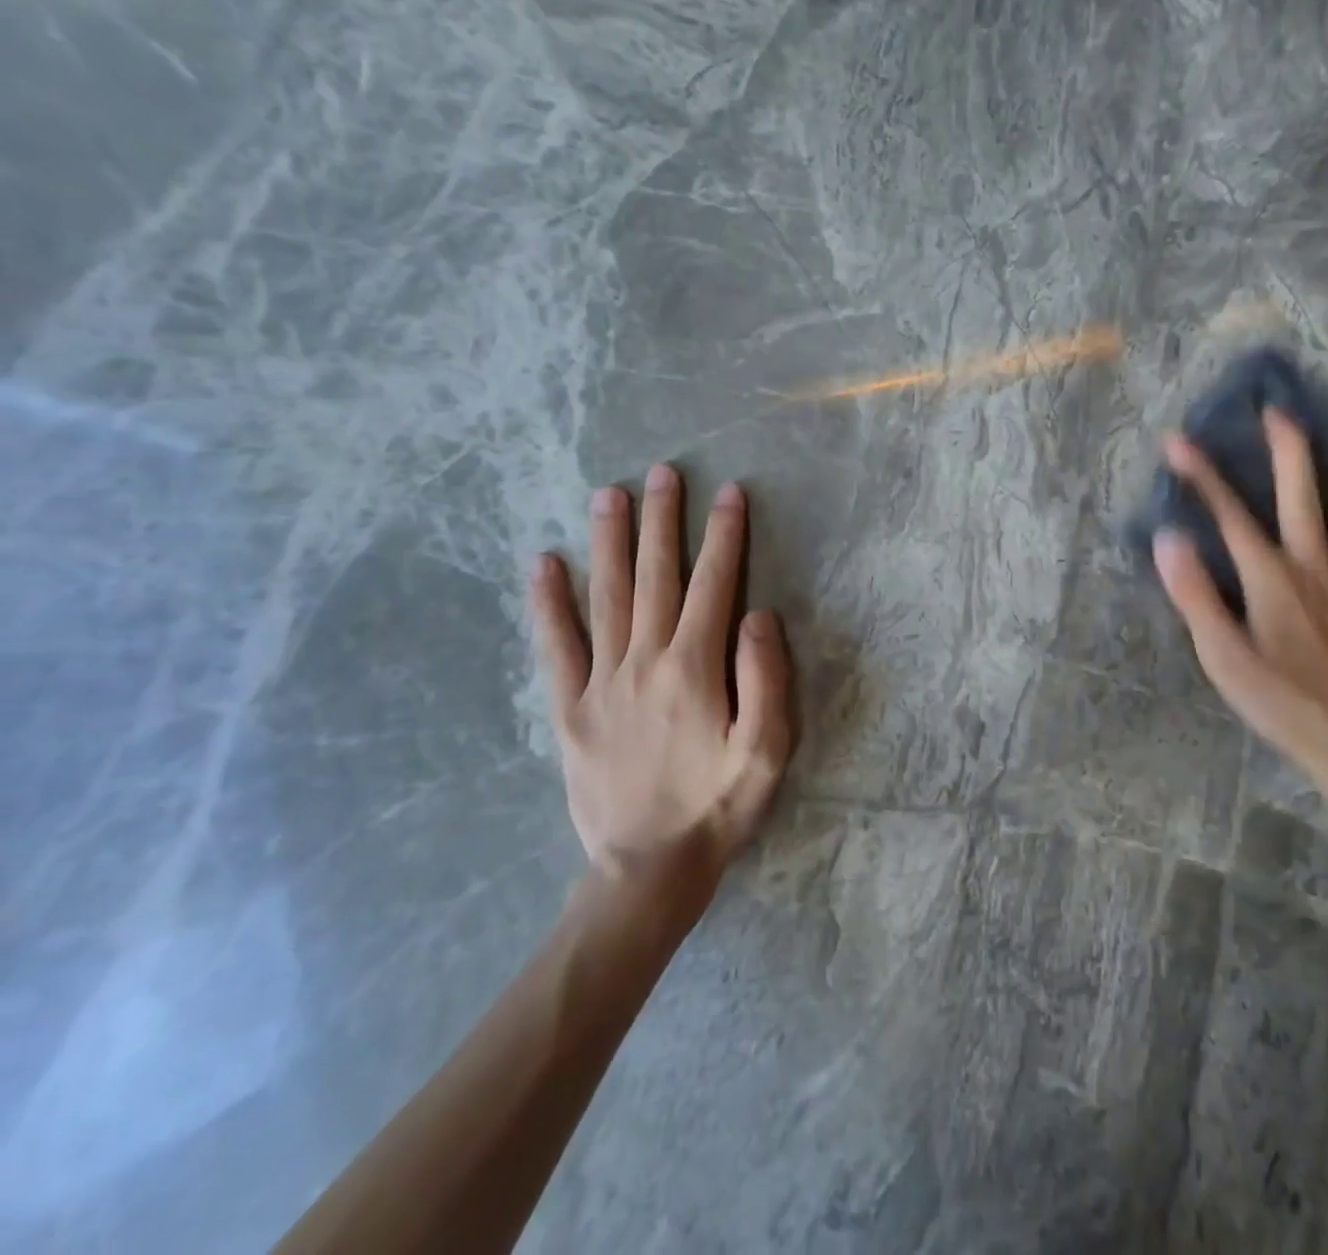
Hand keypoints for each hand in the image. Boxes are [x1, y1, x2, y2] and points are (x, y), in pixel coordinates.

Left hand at [530, 464, 792, 883]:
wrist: (649, 868)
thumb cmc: (719, 806)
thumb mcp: (768, 750)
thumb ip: (766, 678)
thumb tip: (757, 613)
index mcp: (695, 668)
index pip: (715, 585)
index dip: (724, 536)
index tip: (730, 493)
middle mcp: (645, 661)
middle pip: (656, 576)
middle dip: (663, 520)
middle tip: (663, 472)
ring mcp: (601, 682)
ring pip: (607, 596)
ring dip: (610, 541)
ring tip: (610, 494)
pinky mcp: (570, 707)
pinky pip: (557, 645)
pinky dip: (549, 602)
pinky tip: (545, 564)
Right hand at [1152, 411, 1327, 775]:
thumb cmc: (1278, 700)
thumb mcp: (1220, 654)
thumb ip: (1194, 594)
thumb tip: (1168, 537)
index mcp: (1269, 576)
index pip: (1229, 514)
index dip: (1201, 474)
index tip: (1177, 439)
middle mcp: (1315, 564)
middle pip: (1301, 494)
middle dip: (1288, 449)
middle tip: (1280, 411)